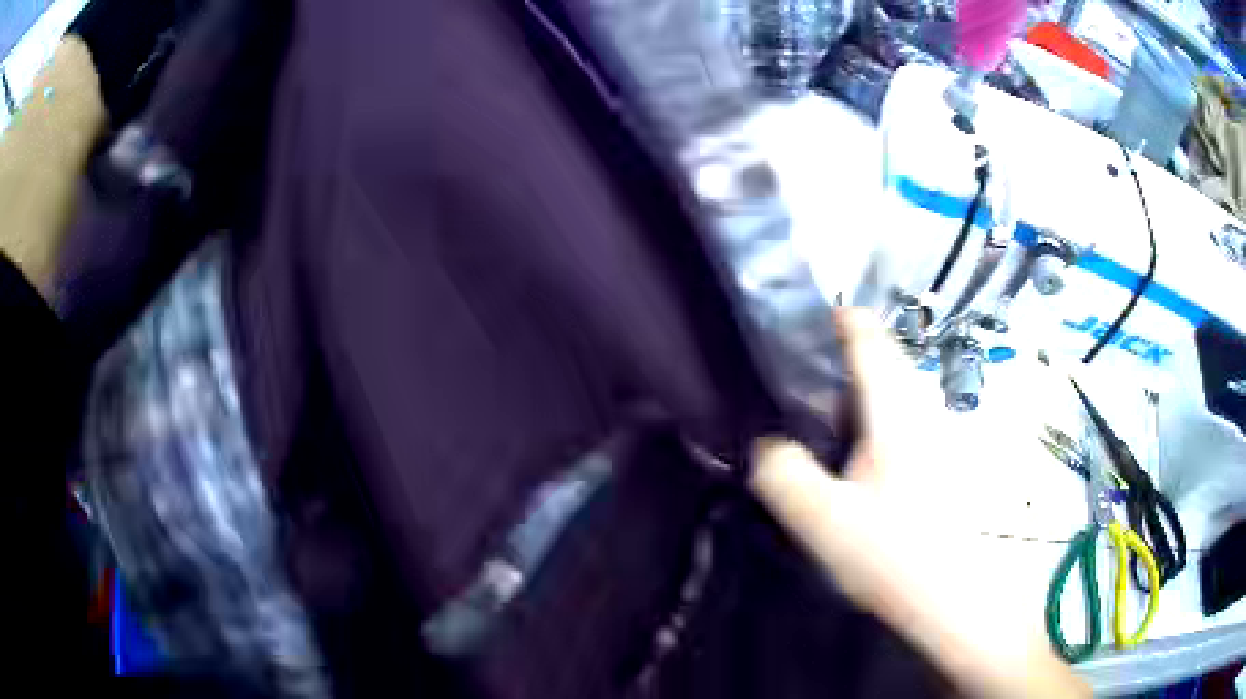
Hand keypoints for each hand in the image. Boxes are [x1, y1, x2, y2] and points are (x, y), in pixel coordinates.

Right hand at [749, 309, 1087, 698]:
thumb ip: (782, 474)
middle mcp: (923, 406)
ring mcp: (939, 431)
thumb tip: (765, 444)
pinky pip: (906, 415)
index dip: (833, 320)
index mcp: (895, 408)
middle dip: (843, 357)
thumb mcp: (822, 520)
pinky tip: (860, 455)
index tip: (798, 327)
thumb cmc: (892, 555)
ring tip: (824, 420)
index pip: (866, 335)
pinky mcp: (944, 457)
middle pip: (884, 356)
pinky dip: (878, 416)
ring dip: (861, 389)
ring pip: (897, 387)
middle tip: (800, 385)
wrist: (952, 597)